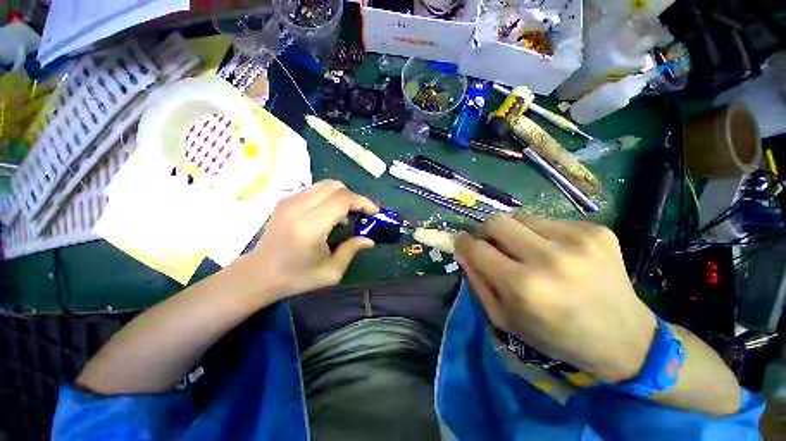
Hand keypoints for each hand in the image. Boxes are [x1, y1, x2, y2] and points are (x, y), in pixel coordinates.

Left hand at [238, 180, 377, 301]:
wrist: (258, 274)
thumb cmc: (296, 277)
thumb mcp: (331, 271)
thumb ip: (352, 250)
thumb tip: (369, 239)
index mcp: (311, 226)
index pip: (342, 199)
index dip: (362, 202)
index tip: (374, 212)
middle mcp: (299, 207)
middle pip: (335, 186)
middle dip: (354, 197)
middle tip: (361, 213)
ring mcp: (289, 201)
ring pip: (325, 185)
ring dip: (342, 196)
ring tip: (346, 215)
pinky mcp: (286, 200)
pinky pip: (315, 190)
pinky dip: (329, 197)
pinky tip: (330, 215)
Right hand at [454, 214, 656, 382]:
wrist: (625, 337)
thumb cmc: (556, 336)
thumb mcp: (505, 319)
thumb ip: (478, 282)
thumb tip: (463, 252)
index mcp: (524, 287)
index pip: (477, 249)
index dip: (462, 242)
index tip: (460, 241)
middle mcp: (549, 258)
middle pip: (496, 222)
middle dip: (484, 231)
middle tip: (488, 243)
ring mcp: (577, 240)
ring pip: (520, 216)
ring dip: (512, 231)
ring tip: (522, 248)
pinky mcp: (596, 229)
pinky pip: (548, 220)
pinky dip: (539, 233)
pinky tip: (552, 251)